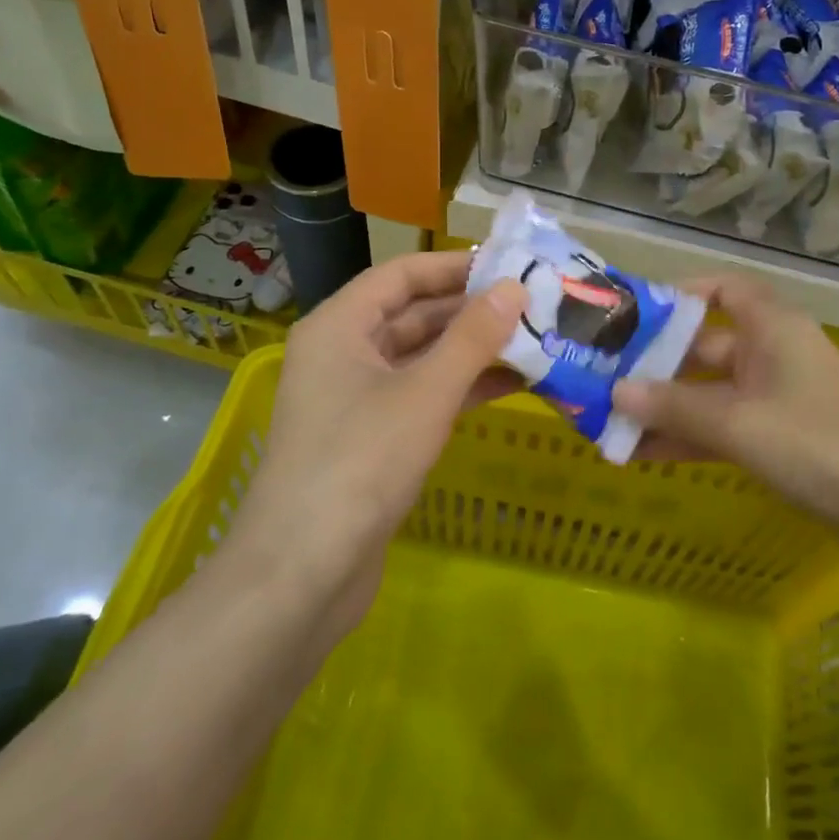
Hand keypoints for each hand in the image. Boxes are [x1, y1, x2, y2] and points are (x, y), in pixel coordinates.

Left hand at [219, 252, 526, 638]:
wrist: (303, 574)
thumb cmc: (360, 464)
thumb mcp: (425, 393)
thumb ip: (472, 338)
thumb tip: (514, 288)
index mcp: (340, 326)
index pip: (402, 275)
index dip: (456, 266)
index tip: (511, 265)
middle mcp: (343, 352)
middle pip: (413, 314)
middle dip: (472, 310)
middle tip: (535, 305)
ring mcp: (355, 398)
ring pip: (421, 358)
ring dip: (473, 351)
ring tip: (536, 341)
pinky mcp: (371, 438)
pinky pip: (421, 395)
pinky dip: (461, 388)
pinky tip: (511, 386)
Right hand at [611, 275, 838, 588]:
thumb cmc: (820, 446)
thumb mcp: (738, 422)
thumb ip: (673, 406)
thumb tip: (614, 391)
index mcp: (773, 328)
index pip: (724, 289)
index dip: (680, 295)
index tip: (633, 314)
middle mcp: (774, 354)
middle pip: (706, 346)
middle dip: (656, 362)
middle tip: (602, 375)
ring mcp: (779, 400)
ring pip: (711, 393)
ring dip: (666, 407)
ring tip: (609, 421)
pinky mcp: (783, 443)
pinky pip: (725, 429)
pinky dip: (690, 437)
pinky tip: (645, 454)